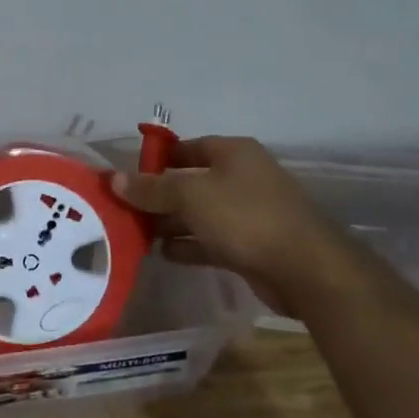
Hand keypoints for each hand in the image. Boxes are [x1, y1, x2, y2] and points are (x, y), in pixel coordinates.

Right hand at [111, 136, 364, 318]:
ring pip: (200, 213)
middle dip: (159, 196)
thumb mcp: (190, 196)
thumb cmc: (245, 217)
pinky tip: (164, 254)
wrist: (305, 269)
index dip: (156, 161)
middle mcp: (242, 177)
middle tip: (125, 210)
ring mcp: (249, 213)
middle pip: (191, 182)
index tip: (127, 178)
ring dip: (171, 223)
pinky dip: (189, 245)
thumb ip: (151, 189)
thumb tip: (113, 179)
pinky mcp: (251, 245)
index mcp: (233, 153)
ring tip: (137, 235)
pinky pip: (211, 240)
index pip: (186, 148)